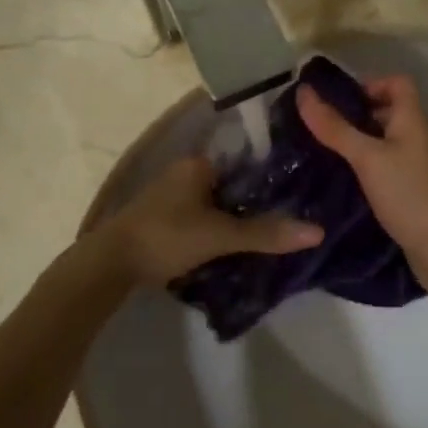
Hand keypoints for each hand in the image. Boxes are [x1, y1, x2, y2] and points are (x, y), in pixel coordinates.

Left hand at [99, 156, 320, 283]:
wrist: (109, 264)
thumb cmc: (167, 236)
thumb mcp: (220, 235)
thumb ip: (266, 233)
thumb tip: (318, 231)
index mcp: (199, 164)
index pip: (247, 163)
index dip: (271, 180)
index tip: (298, 196)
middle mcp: (184, 172)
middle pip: (232, 185)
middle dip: (254, 203)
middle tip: (286, 222)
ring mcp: (171, 196)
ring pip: (215, 204)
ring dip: (234, 219)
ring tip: (267, 237)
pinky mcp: (162, 219)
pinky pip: (200, 218)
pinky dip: (216, 229)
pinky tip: (233, 247)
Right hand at [296, 75, 427, 279]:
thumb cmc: (410, 193)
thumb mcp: (368, 157)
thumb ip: (335, 127)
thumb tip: (303, 91)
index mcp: (411, 120)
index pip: (397, 83)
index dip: (369, 83)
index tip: (336, 100)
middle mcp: (415, 139)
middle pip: (386, 113)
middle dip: (352, 116)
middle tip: (315, 126)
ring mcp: (413, 168)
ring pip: (381, 144)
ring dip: (354, 146)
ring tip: (317, 152)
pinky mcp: (407, 194)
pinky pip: (381, 171)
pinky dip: (361, 172)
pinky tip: (336, 182)